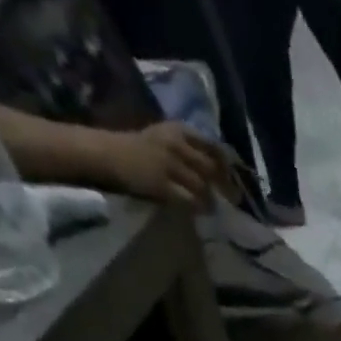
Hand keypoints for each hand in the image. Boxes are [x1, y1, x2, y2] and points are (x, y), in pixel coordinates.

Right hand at [100, 123, 233, 208]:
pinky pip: (189, 200)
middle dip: (224, 187)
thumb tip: (219, 169)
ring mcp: (168, 164)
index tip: (231, 179)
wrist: (109, 152)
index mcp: (179, 130)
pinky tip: (200, 210)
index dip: (226, 166)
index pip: (213, 147)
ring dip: (211, 200)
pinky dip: (198, 207)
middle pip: (211, 169)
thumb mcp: (165, 136)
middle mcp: (176, 144)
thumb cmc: (140, 147)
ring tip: (212, 207)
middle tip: (230, 200)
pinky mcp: (162, 183)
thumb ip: (190, 148)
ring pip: (202, 187)